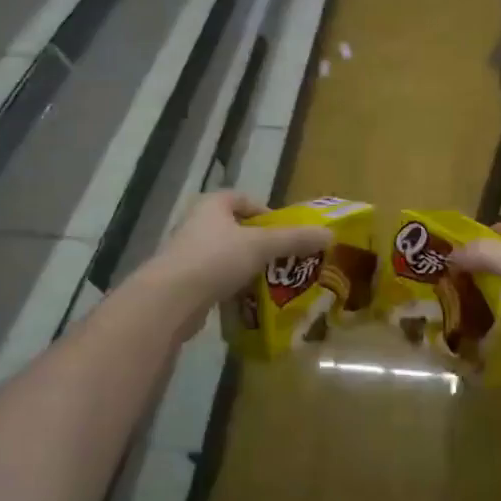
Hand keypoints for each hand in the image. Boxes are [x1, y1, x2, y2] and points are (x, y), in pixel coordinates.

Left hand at [147, 191, 333, 326]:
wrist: (170, 300)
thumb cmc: (216, 259)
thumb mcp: (261, 246)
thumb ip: (294, 240)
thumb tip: (330, 234)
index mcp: (212, 205)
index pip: (243, 199)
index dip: (266, 212)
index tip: (285, 232)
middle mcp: (197, 224)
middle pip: (236, 229)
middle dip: (260, 244)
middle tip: (285, 259)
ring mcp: (187, 254)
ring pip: (226, 256)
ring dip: (247, 267)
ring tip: (272, 283)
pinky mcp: (183, 282)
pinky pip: (215, 280)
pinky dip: (232, 288)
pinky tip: (249, 301)